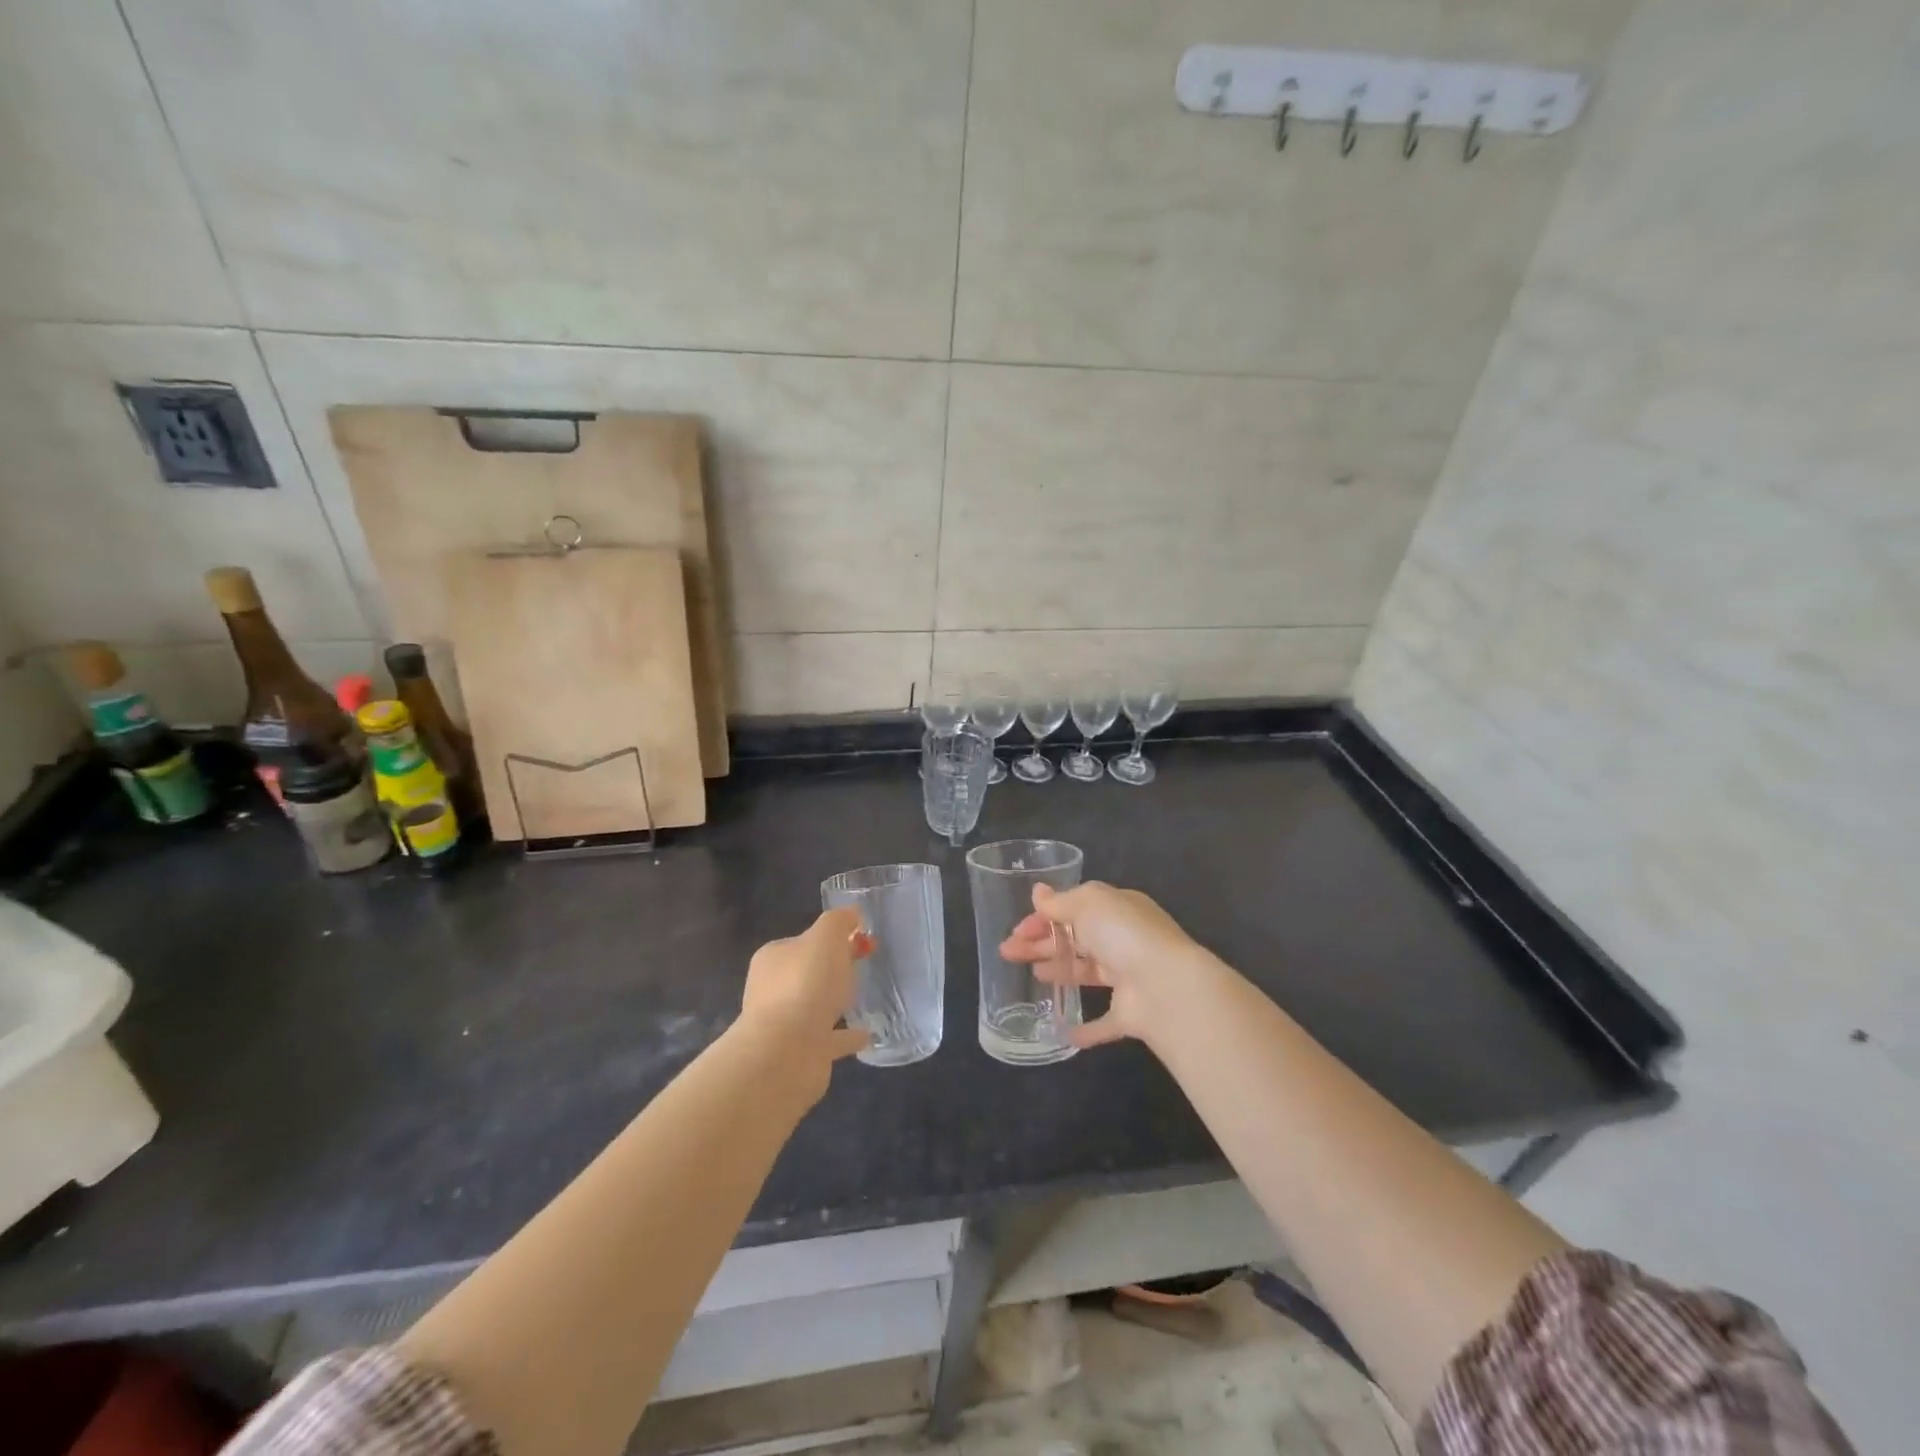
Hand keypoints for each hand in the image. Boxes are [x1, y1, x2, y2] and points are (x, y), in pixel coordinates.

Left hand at [739, 909, 872, 1094]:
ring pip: (815, 1006)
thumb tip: (851, 915)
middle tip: (863, 965)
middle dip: (832, 968)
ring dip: (835, 1002)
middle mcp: (773, 989)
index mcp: (774, 958)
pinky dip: (847, 1035)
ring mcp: (785, 1024)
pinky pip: (830, 1039)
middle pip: (808, 972)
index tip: (860, 938)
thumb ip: (839, 921)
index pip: (803, 941)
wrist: (786, 1052)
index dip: (831, 937)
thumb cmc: (805, 984)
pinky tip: (868, 1034)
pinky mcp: (801, 1053)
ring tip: (864, 998)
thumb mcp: (826, 936)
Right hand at [999, 881, 1218, 1048]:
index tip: (1017, 930)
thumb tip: (1038, 892)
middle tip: (1008, 952)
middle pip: (1076, 940)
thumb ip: (1060, 902)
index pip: (1074, 909)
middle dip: (1041, 944)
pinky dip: (1085, 1028)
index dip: (1043, 918)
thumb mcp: (1088, 904)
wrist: (1166, 987)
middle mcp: (1123, 941)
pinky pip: (1103, 1022)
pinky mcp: (1129, 1014)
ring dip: (1060, 972)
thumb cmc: (1123, 935)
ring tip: (1032, 977)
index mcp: (1116, 910)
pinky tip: (1061, 1030)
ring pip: (1086, 973)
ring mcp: (1129, 978)